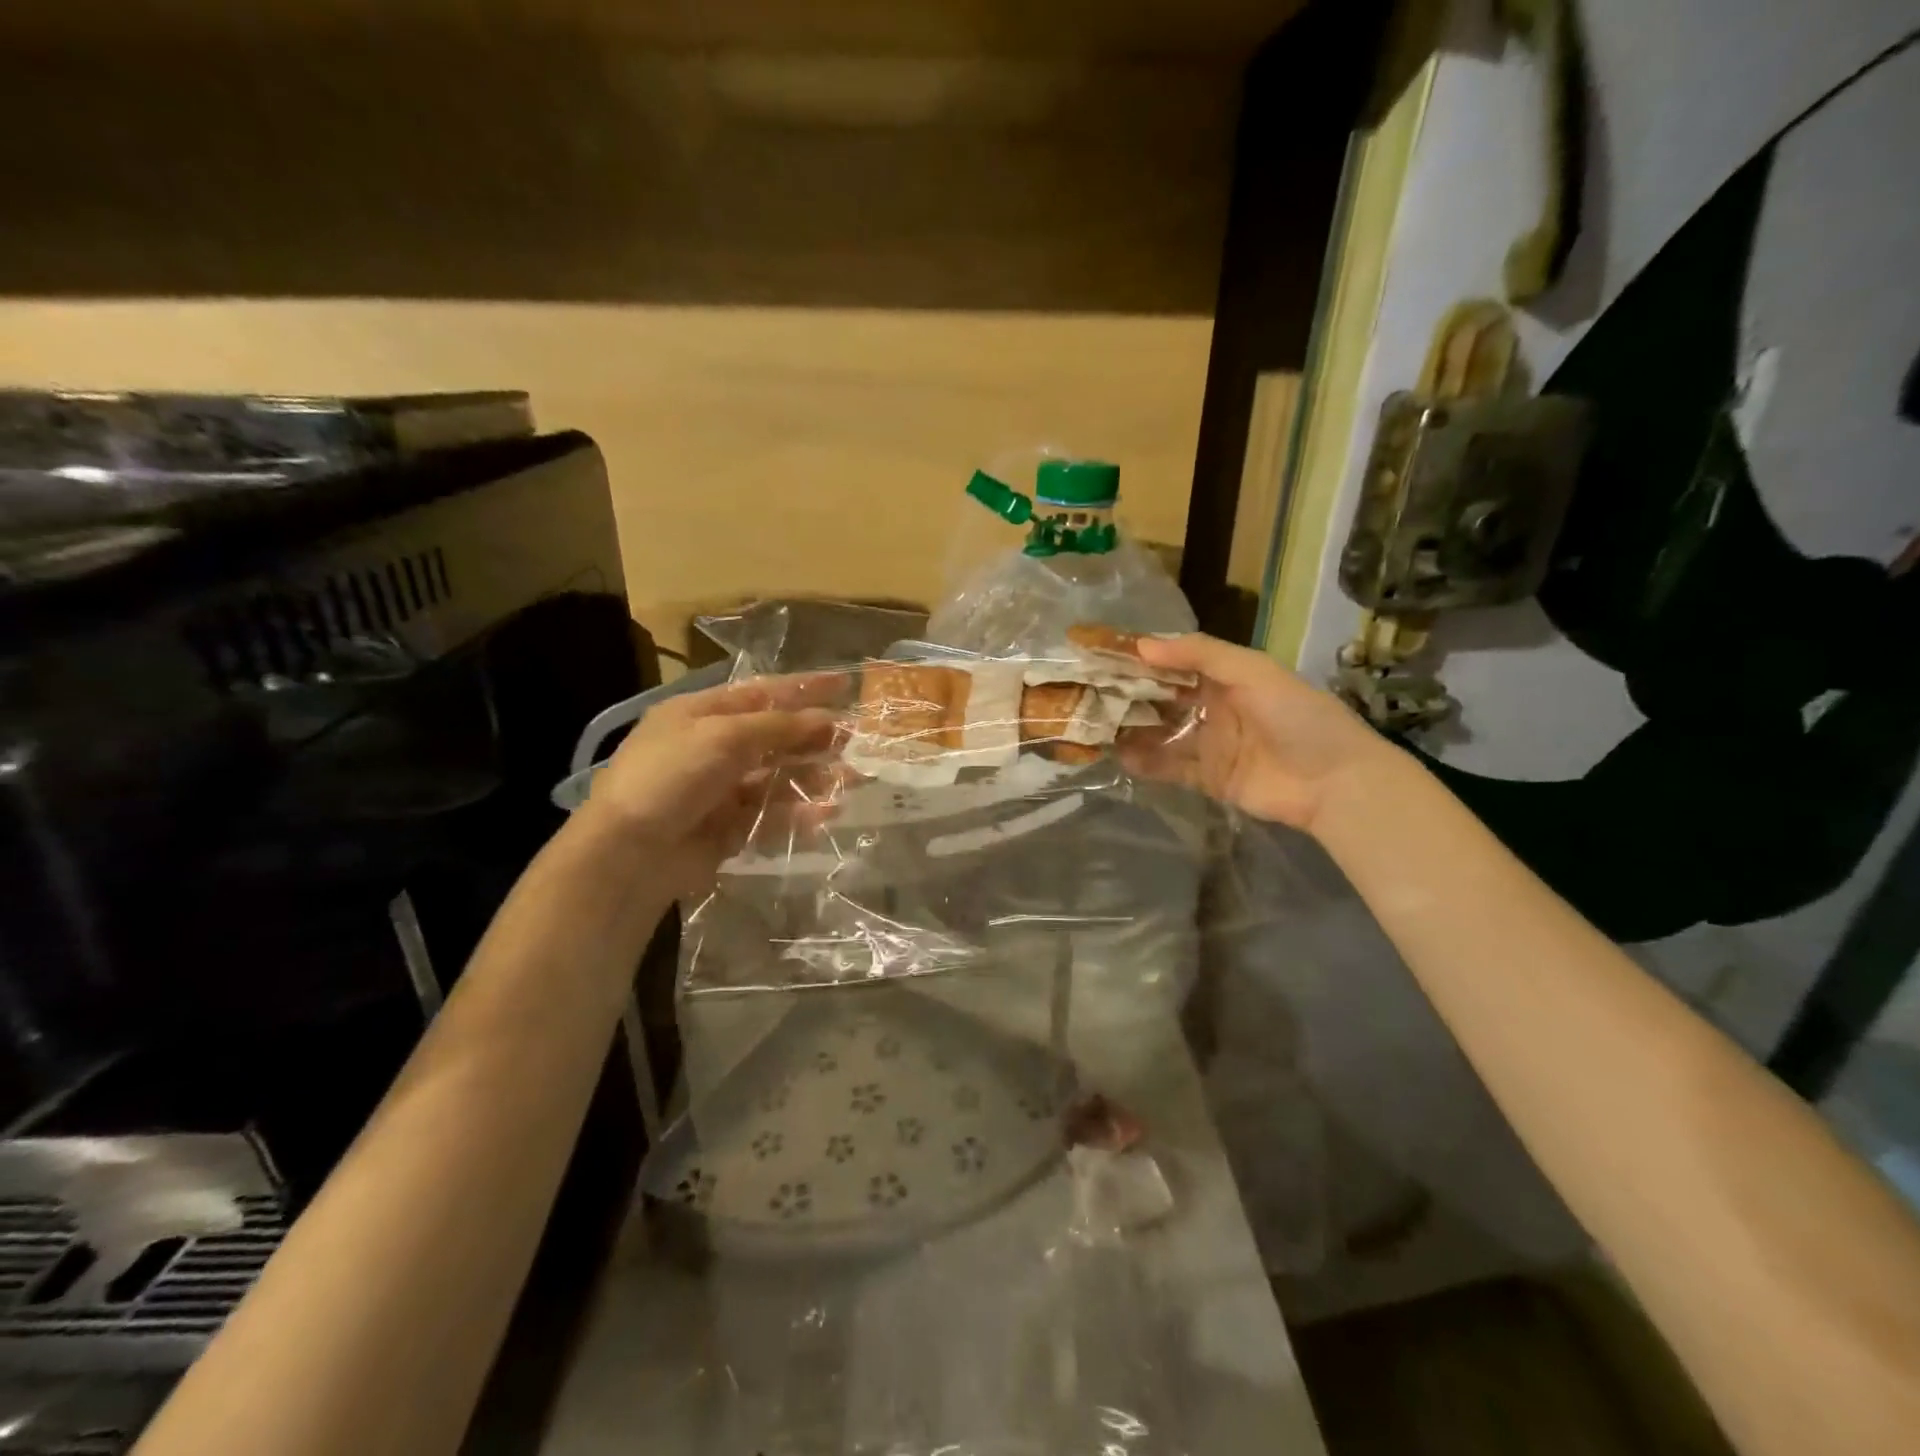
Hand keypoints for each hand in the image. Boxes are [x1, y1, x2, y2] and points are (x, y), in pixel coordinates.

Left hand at [582, 675, 838, 893]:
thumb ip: (778, 726)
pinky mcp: (728, 828)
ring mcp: (720, 790)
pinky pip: (771, 815)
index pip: (761, 692)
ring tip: (851, 778)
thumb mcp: (723, 737)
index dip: (803, 688)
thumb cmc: (671, 777)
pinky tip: (826, 813)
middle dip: (815, 736)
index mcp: (700, 713)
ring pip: (777, 777)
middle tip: (857, 739)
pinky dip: (798, 813)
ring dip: (813, 776)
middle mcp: (711, 748)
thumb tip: (827, 720)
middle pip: (774, 736)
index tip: (845, 684)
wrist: (628, 854)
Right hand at [1118, 634, 1397, 833]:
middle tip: (1087, 692)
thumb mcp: (1253, 672)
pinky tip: (1118, 756)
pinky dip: (1146, 762)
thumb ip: (1200, 654)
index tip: (1102, 654)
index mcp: (1226, 677)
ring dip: (1131, 729)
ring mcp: (1209, 744)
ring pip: (1161, 733)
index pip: (1174, 663)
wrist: (1334, 781)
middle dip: (1128, 695)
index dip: (1141, 658)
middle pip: (1162, 699)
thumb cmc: (1297, 716)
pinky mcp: (1208, 778)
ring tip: (1093, 725)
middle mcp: (1213, 707)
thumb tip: (1142, 645)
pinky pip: (1170, 767)